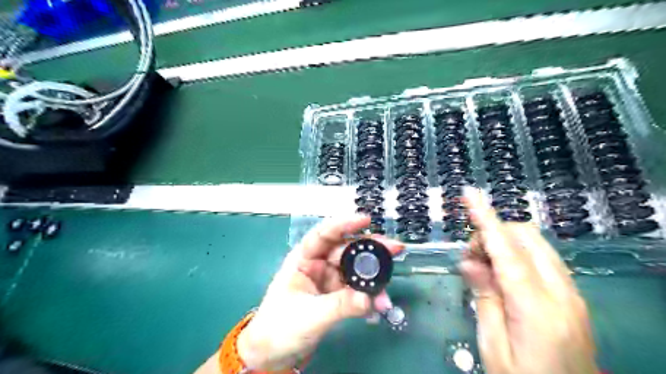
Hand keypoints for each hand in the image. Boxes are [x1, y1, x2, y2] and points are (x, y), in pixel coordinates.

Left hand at [235, 216, 399, 370]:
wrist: (272, 355)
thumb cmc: (279, 328)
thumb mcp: (310, 315)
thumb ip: (340, 305)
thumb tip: (369, 299)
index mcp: (303, 259)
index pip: (324, 235)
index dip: (344, 224)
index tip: (366, 220)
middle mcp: (318, 264)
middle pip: (346, 250)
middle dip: (370, 249)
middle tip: (395, 249)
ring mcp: (328, 280)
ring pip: (355, 270)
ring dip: (372, 279)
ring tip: (387, 291)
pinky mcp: (336, 295)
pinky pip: (356, 289)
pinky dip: (368, 296)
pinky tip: (378, 304)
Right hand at [464, 189, 597, 373]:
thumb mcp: (493, 345)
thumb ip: (484, 297)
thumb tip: (469, 261)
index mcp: (536, 308)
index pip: (506, 250)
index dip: (485, 219)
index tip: (470, 194)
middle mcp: (561, 293)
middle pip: (525, 237)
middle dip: (492, 234)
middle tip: (471, 259)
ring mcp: (572, 293)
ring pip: (535, 244)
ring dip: (504, 244)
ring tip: (483, 268)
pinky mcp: (573, 297)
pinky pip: (542, 259)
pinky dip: (517, 255)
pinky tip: (503, 276)